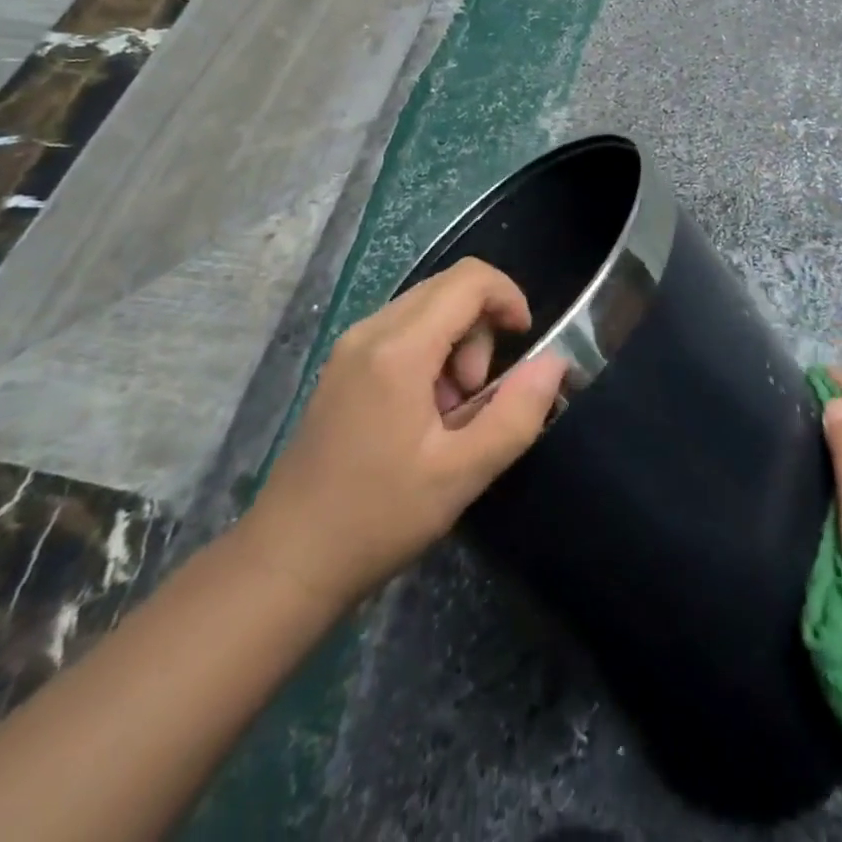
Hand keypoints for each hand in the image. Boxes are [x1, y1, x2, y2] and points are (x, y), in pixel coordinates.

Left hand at [236, 258, 567, 609]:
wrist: (286, 561)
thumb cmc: (377, 517)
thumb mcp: (462, 474)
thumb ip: (517, 413)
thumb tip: (555, 362)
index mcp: (399, 349)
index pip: (469, 279)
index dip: (509, 297)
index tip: (524, 344)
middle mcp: (370, 330)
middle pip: (448, 289)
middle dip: (482, 329)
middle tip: (478, 394)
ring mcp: (351, 346)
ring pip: (427, 308)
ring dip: (457, 344)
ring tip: (450, 412)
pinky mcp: (343, 366)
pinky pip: (403, 331)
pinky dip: (431, 354)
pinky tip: (423, 413)